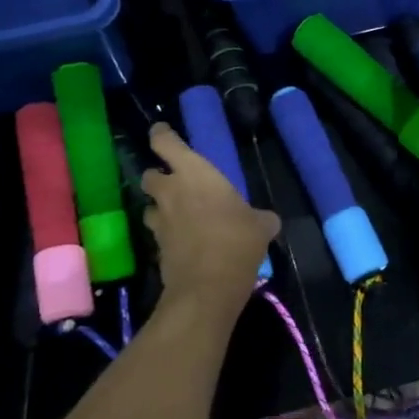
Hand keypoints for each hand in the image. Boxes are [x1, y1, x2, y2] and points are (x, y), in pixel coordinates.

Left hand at [140, 123, 279, 311]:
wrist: (208, 286)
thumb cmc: (237, 241)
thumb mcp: (260, 226)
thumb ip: (260, 218)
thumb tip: (268, 221)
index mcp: (194, 173)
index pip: (166, 142)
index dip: (161, 135)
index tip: (161, 132)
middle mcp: (170, 192)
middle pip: (149, 174)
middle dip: (158, 176)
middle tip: (174, 182)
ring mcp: (161, 221)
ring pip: (150, 206)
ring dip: (160, 208)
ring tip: (178, 216)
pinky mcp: (157, 248)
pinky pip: (159, 234)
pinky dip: (168, 235)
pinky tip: (184, 243)